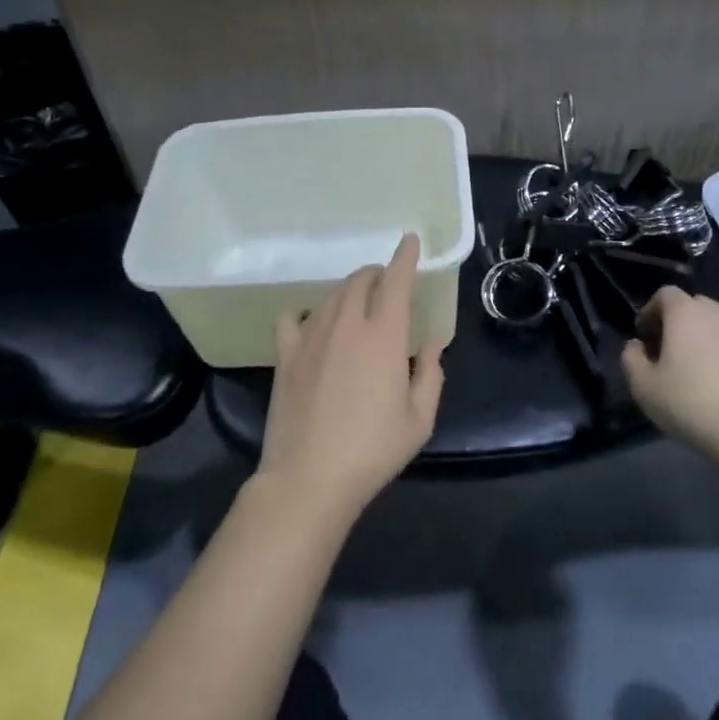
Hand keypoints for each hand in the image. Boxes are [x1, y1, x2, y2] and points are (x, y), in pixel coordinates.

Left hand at [257, 233, 445, 524]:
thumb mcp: (418, 420)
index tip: (410, 240)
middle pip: (360, 281)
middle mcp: (347, 325)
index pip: (396, 281)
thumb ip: (430, 374)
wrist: (309, 478)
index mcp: (384, 336)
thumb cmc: (372, 450)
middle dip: (377, 274)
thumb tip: (433, 343)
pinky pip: (292, 317)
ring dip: (349, 290)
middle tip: (387, 284)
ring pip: (331, 295)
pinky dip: (306, 311)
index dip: (404, 257)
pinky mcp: (285, 355)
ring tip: (358, 303)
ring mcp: (311, 337)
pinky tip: (313, 324)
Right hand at [621, 287, 718, 462]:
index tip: (646, 337)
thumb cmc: (691, 404)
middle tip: (672, 354)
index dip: (651, 311)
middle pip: (696, 307)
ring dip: (710, 342)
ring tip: (703, 374)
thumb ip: (631, 358)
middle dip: (681, 324)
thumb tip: (637, 346)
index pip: (665, 294)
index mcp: (687, 314)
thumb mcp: (643, 387)